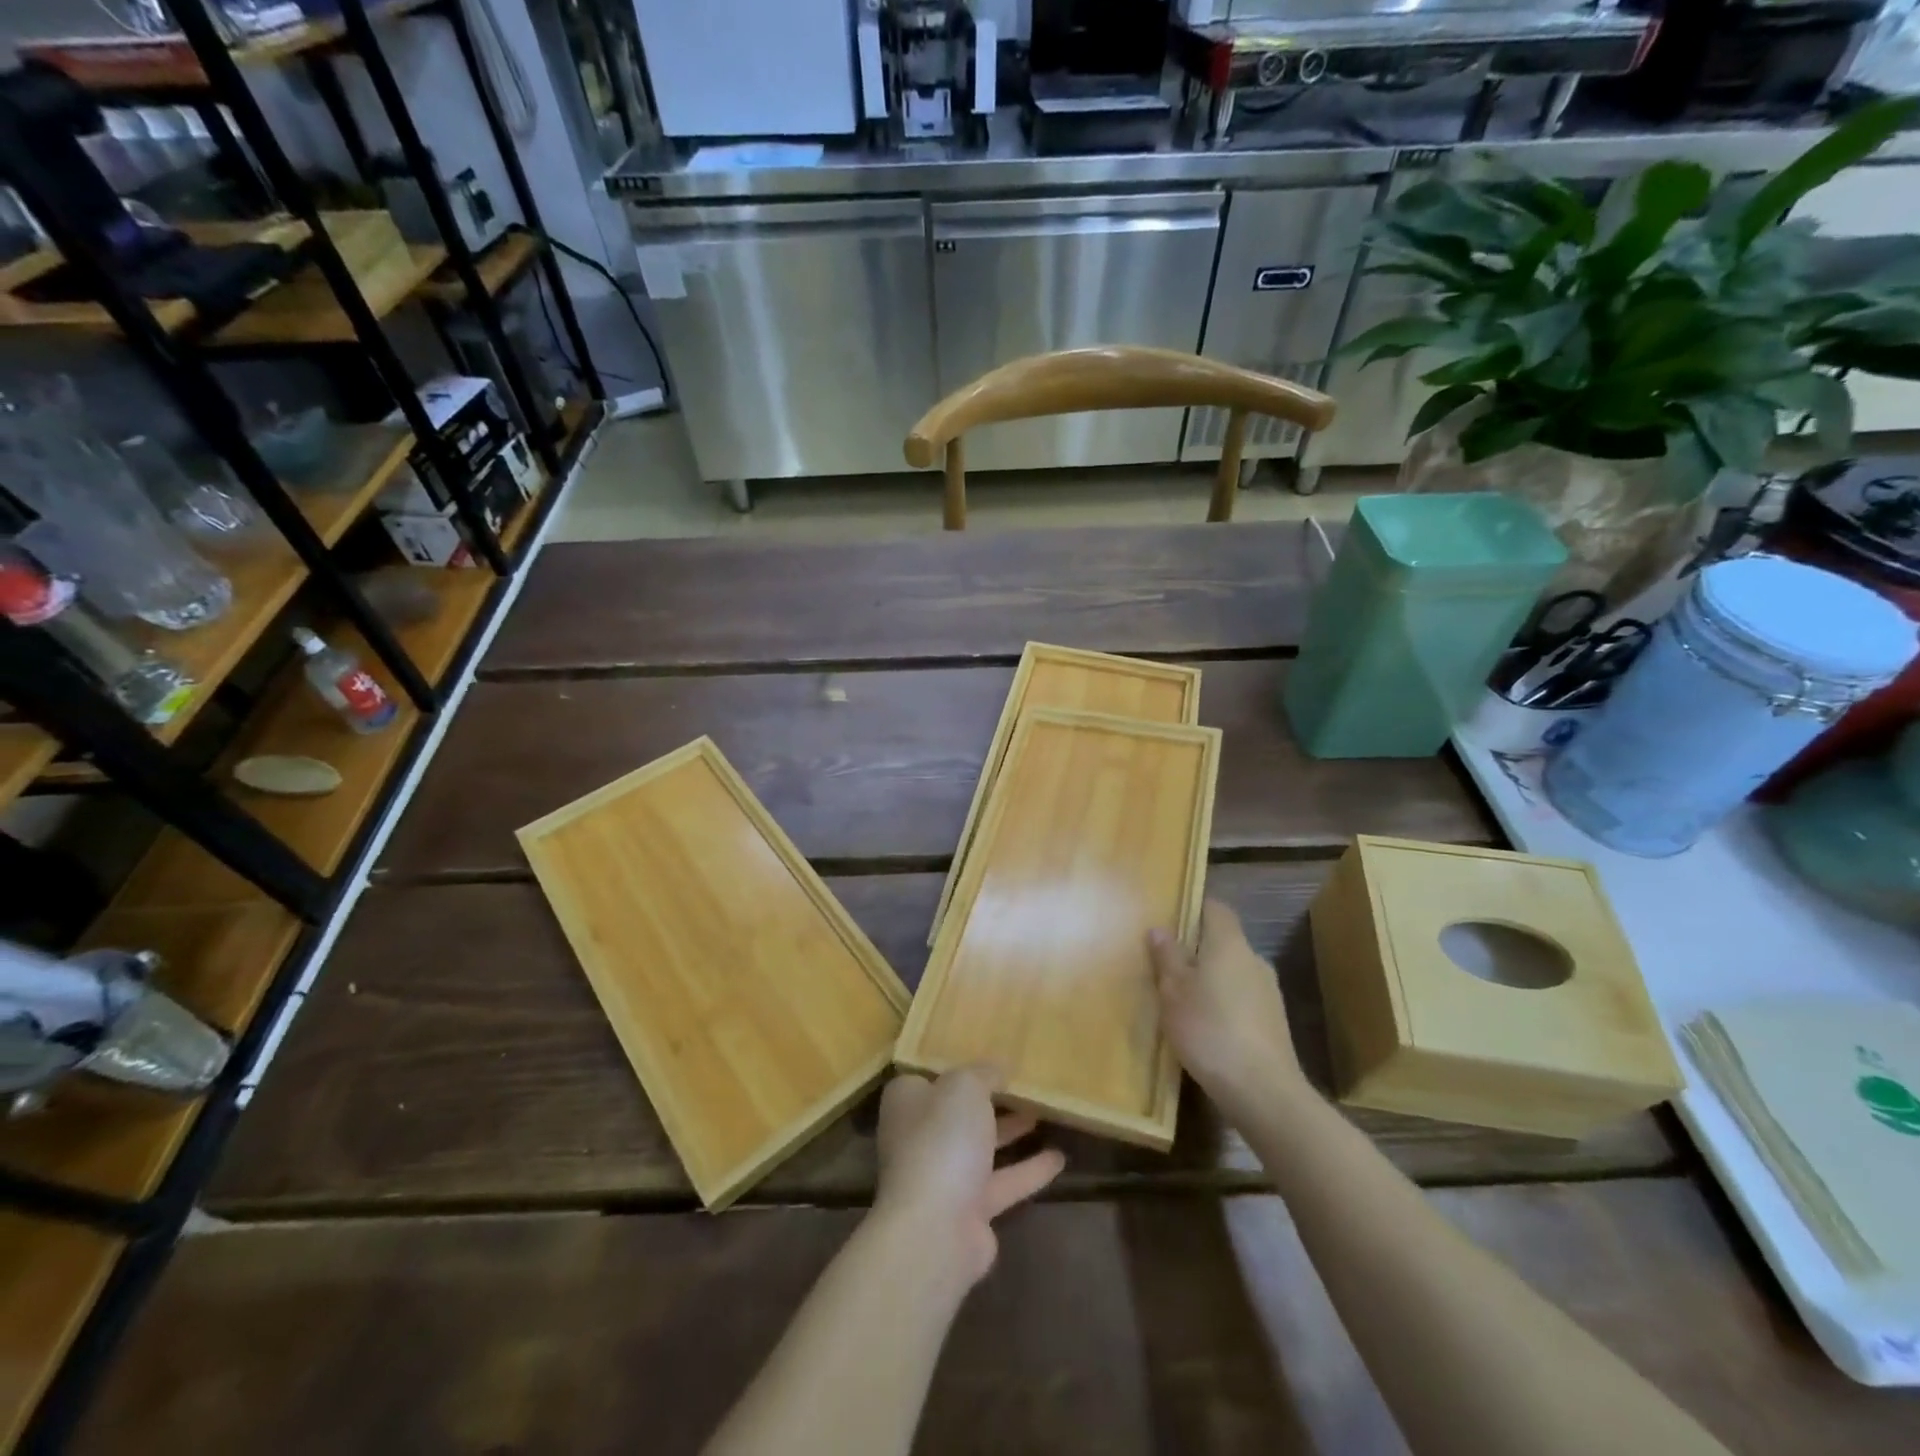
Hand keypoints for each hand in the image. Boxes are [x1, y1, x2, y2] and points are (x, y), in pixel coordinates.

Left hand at [873, 1066, 1065, 1284]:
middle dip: (988, 1101)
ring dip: (1010, 1132)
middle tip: (1022, 1085)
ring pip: (981, 1147)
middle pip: (958, 1112)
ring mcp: (943, 1176)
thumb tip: (998, 1067)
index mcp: (908, 1101)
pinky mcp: (969, 1211)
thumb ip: (983, 1073)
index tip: (989, 1061)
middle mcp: (920, 1137)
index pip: (931, 1077)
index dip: (958, 1068)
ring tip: (1043, 1114)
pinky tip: (1059, 1158)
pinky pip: (1003, 1182)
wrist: (936, 1228)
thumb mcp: (965, 1086)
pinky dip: (1029, 1170)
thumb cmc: (943, 1139)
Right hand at [1149, 900, 1309, 1119]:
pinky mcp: (1274, 1023)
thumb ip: (1167, 957)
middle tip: (1167, 964)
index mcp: (1230, 944)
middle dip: (1198, 949)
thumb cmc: (1209, 1029)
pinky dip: (1225, 1004)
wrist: (1262, 1091)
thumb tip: (1160, 928)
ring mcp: (1269, 992)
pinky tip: (1207, 1027)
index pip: (1216, 909)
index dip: (1195, 908)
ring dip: (1211, 979)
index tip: (1171, 919)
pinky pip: (1243, 999)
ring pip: (1234, 972)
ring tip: (1183, 999)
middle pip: (1224, 941)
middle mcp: (1254, 960)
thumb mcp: (1173, 992)